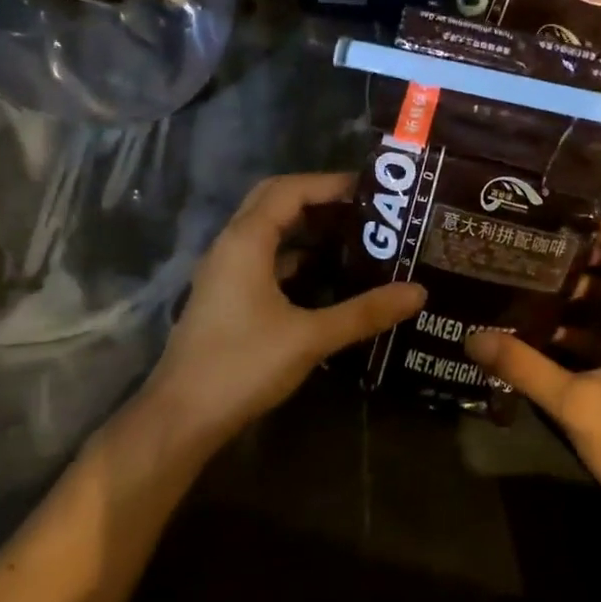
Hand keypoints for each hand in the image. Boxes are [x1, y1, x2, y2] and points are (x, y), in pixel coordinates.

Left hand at [144, 173, 425, 448]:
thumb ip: (364, 312)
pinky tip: (326, 278)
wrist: (182, 417)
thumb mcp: (310, 337)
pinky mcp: (226, 296)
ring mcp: (225, 272)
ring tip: (354, 238)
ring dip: (306, 229)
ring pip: (268, 232)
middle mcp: (231, 246)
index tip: (371, 191)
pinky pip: (264, 260)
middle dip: (319, 200)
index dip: (330, 184)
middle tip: (364, 210)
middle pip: (275, 202)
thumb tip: (418, 292)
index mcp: (246, 241)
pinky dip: (294, 258)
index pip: (290, 190)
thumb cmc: (243, 365)